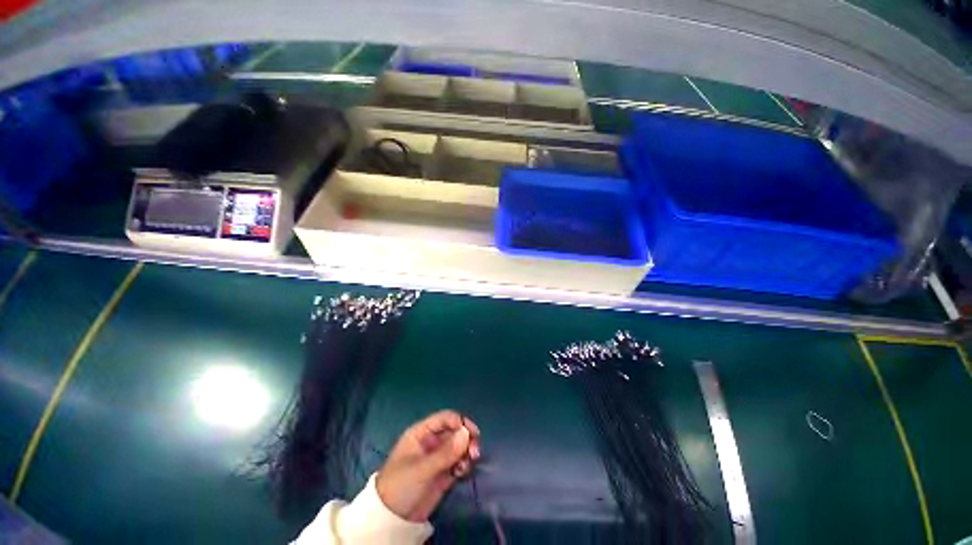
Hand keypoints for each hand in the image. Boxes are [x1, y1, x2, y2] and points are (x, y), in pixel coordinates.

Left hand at [376, 410, 481, 521]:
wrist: (392, 520)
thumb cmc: (401, 485)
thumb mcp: (422, 468)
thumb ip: (445, 452)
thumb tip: (466, 433)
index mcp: (422, 433)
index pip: (444, 418)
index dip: (459, 422)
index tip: (473, 433)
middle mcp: (432, 441)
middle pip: (455, 431)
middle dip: (467, 438)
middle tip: (475, 451)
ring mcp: (438, 457)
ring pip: (459, 446)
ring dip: (467, 451)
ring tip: (470, 462)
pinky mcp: (444, 472)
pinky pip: (458, 461)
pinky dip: (464, 464)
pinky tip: (462, 472)